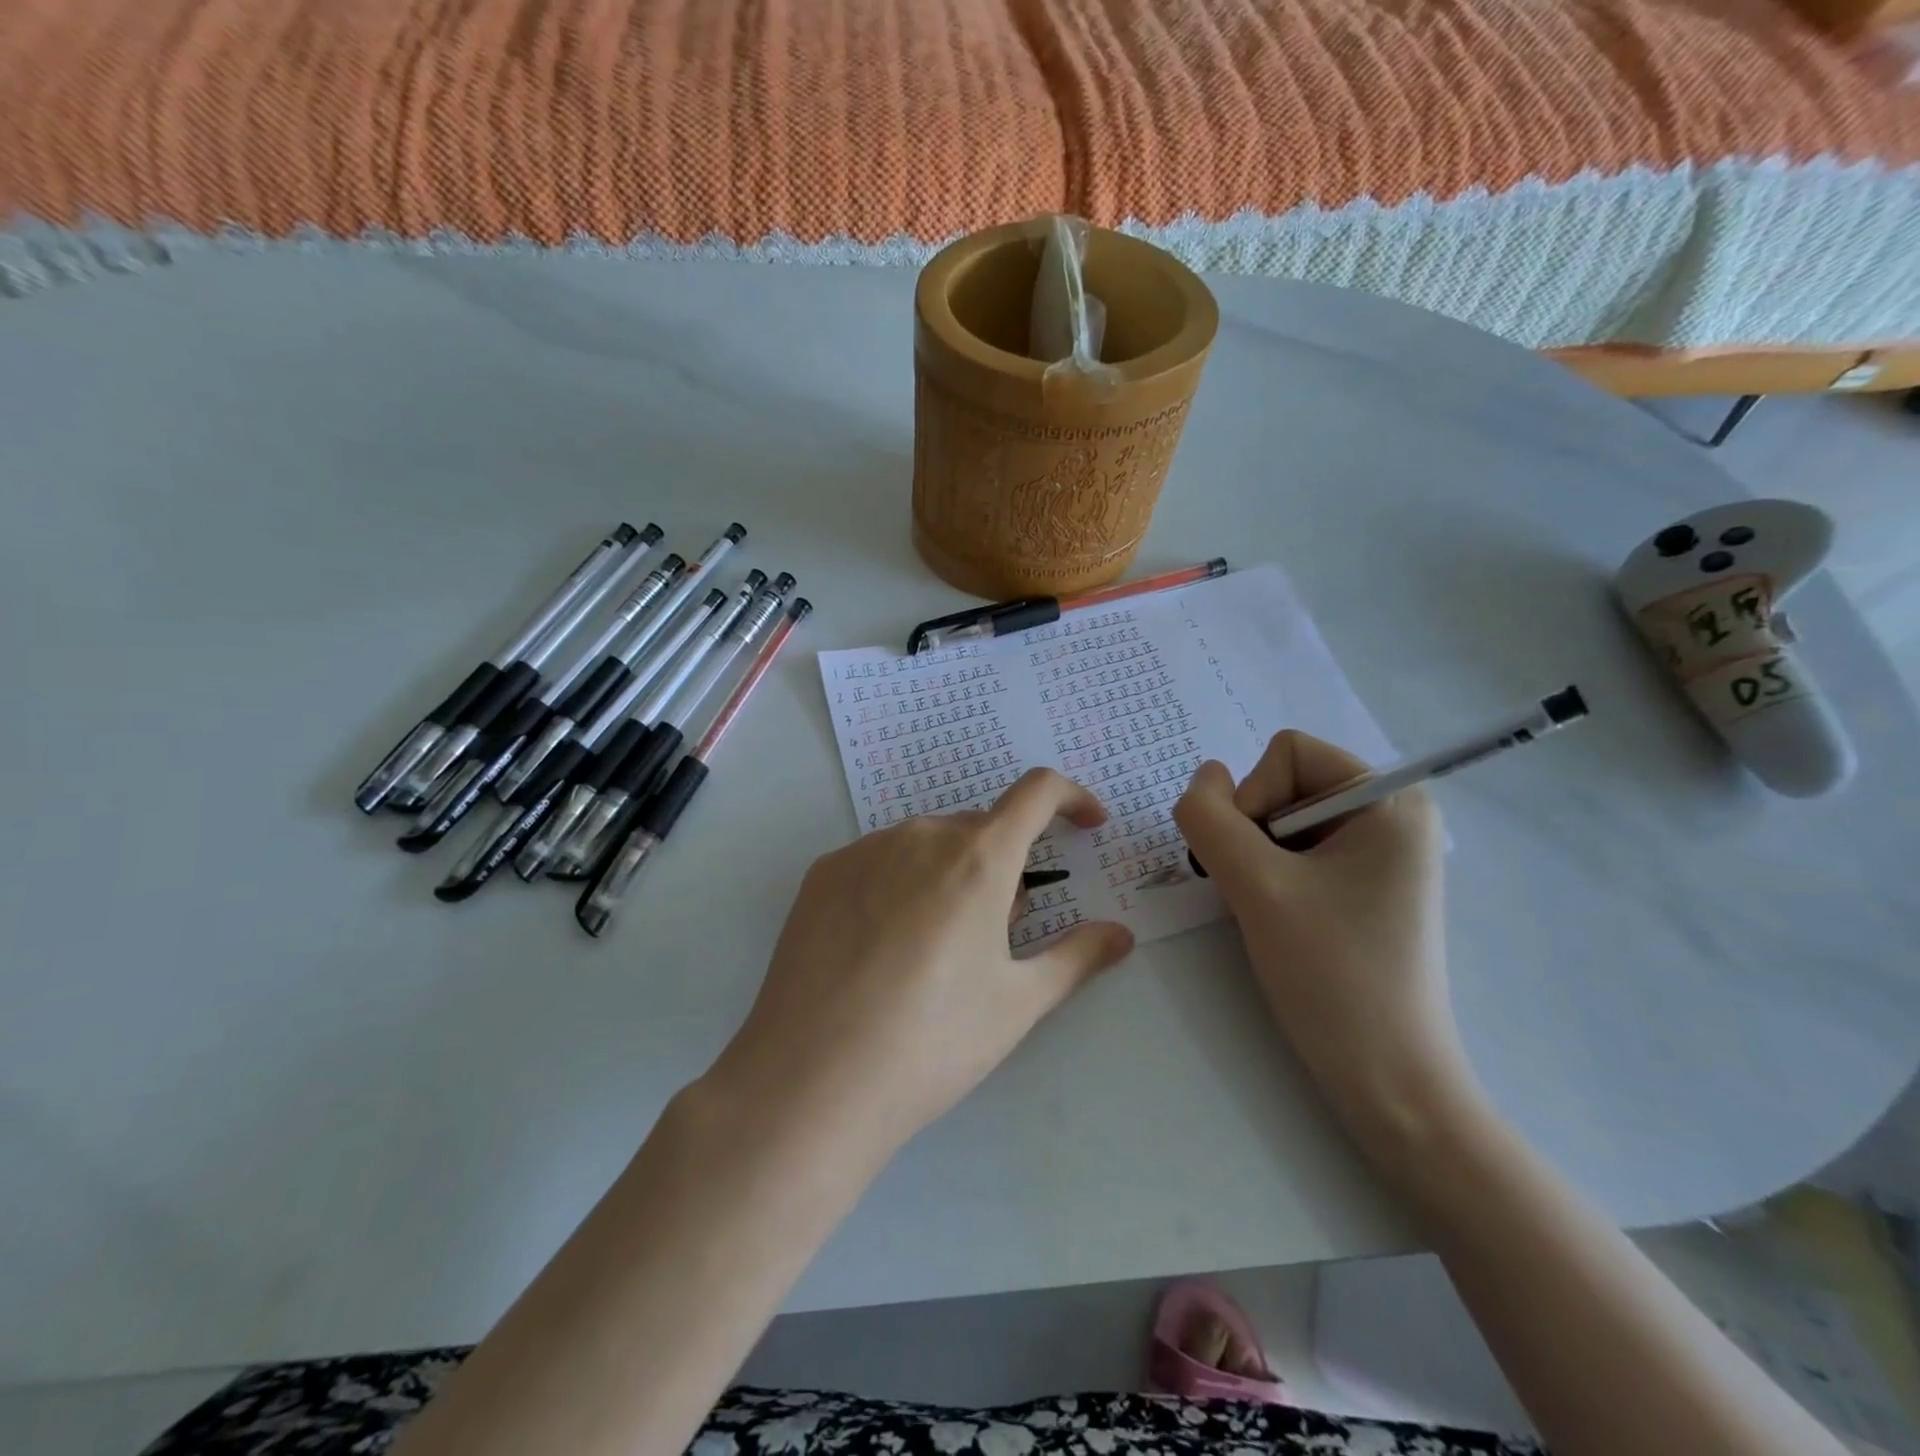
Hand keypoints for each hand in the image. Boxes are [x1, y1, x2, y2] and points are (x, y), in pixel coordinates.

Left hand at [705, 769, 1134, 1166]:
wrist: (811, 1081)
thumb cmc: (932, 1042)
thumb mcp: (1017, 1004)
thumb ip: (1077, 957)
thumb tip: (1120, 935)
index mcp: (978, 857)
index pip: (1037, 792)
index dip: (1071, 798)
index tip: (1085, 826)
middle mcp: (921, 836)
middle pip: (980, 829)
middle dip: (1004, 865)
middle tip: (999, 934)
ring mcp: (864, 850)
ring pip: (928, 845)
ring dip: (951, 874)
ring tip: (935, 950)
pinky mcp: (822, 873)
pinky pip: (880, 860)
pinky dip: (901, 883)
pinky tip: (882, 948)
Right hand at [1172, 732, 1473, 1158]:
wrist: (1389, 1082)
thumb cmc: (1333, 976)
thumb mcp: (1256, 887)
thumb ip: (1211, 818)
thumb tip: (1202, 778)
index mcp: (1389, 800)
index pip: (1287, 752)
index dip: (1252, 799)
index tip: (1259, 864)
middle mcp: (1391, 816)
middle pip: (1283, 784)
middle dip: (1252, 832)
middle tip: (1259, 892)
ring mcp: (1379, 854)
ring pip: (1280, 821)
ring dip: (1254, 859)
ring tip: (1269, 911)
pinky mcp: (1364, 888)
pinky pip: (1295, 853)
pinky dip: (1269, 877)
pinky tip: (1279, 920)